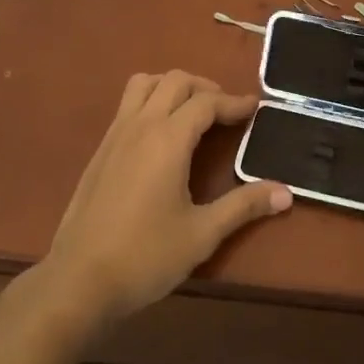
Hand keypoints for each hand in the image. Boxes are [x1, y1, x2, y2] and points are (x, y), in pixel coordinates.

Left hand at [40, 71, 291, 330]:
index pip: (206, 102)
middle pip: (176, 81)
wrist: (78, 281)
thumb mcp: (202, 234)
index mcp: (167, 139)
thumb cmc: (145, 257)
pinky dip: (151, 101)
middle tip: (227, 112)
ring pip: (145, 84)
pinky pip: (128, 104)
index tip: (255, 108)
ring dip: (173, 87)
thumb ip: (244, 207)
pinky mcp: (100, 150)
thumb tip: (286, 192)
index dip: (234, 102)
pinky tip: (161, 136)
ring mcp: (115, 134)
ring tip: (193, 113)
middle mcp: (140, 125)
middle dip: (206, 88)